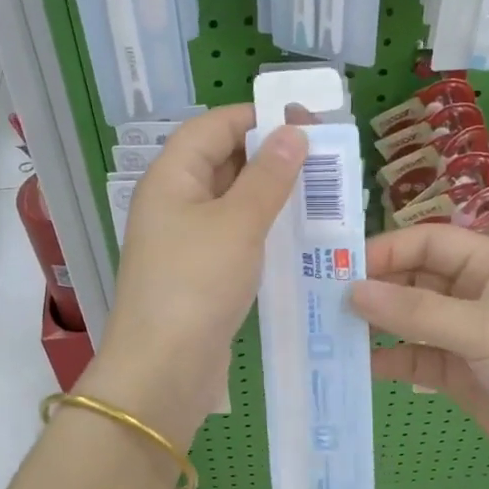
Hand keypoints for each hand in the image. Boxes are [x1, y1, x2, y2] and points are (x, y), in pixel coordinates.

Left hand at [80, 105, 307, 444]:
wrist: (163, 370)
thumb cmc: (197, 284)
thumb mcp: (238, 223)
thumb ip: (268, 176)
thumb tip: (293, 133)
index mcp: (171, 178)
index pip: (213, 126)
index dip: (258, 118)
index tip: (307, 122)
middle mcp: (173, 202)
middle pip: (222, 161)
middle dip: (271, 156)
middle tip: (325, 160)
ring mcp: (185, 240)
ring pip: (232, 201)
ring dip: (272, 195)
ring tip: (322, 194)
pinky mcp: (199, 274)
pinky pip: (235, 237)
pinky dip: (264, 230)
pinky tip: (299, 236)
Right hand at [349, 224, 488, 488]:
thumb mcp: (484, 330)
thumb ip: (417, 311)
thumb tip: (352, 291)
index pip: (430, 243)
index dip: (387, 250)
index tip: (341, 268)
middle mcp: (476, 294)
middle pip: (415, 278)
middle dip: (376, 287)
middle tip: (325, 300)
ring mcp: (466, 336)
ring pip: (410, 319)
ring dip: (377, 324)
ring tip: (332, 331)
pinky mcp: (458, 374)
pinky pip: (414, 358)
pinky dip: (389, 360)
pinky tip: (359, 366)